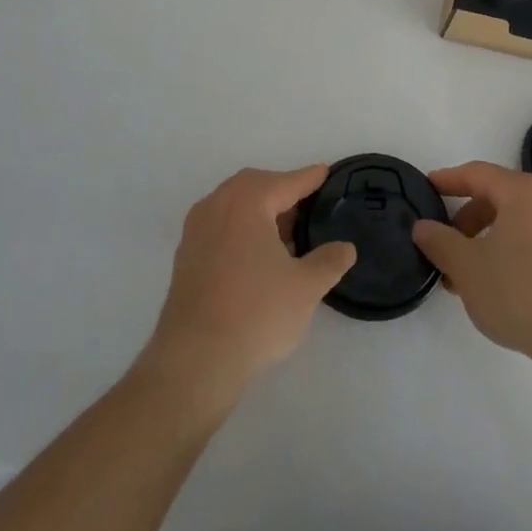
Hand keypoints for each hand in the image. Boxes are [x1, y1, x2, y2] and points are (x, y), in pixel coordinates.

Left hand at [140, 166, 356, 410]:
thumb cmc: (256, 313)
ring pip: (234, 207)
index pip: (285, 182)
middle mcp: (217, 205)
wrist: (195, 359)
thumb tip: (345, 248)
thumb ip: (329, 262)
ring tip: (287, 235)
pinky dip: (241, 230)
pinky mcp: (186, 256)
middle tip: (308, 207)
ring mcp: (196, 230)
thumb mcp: (305, 288)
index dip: (309, 178)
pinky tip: (258, 256)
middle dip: (282, 192)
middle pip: (255, 187)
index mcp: (247, 202)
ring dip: (261, 212)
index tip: (325, 172)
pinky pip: (220, 227)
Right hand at [413, 161, 531, 369]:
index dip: (448, 180)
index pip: (477, 174)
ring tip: (465, 277)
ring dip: (485, 243)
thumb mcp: (467, 267)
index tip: (426, 188)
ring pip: (516, 225)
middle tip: (444, 245)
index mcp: (523, 192)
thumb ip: (439, 242)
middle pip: (498, 199)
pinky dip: (509, 256)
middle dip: (465, 221)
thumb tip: (422, 227)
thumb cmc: (521, 291)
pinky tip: (496, 289)